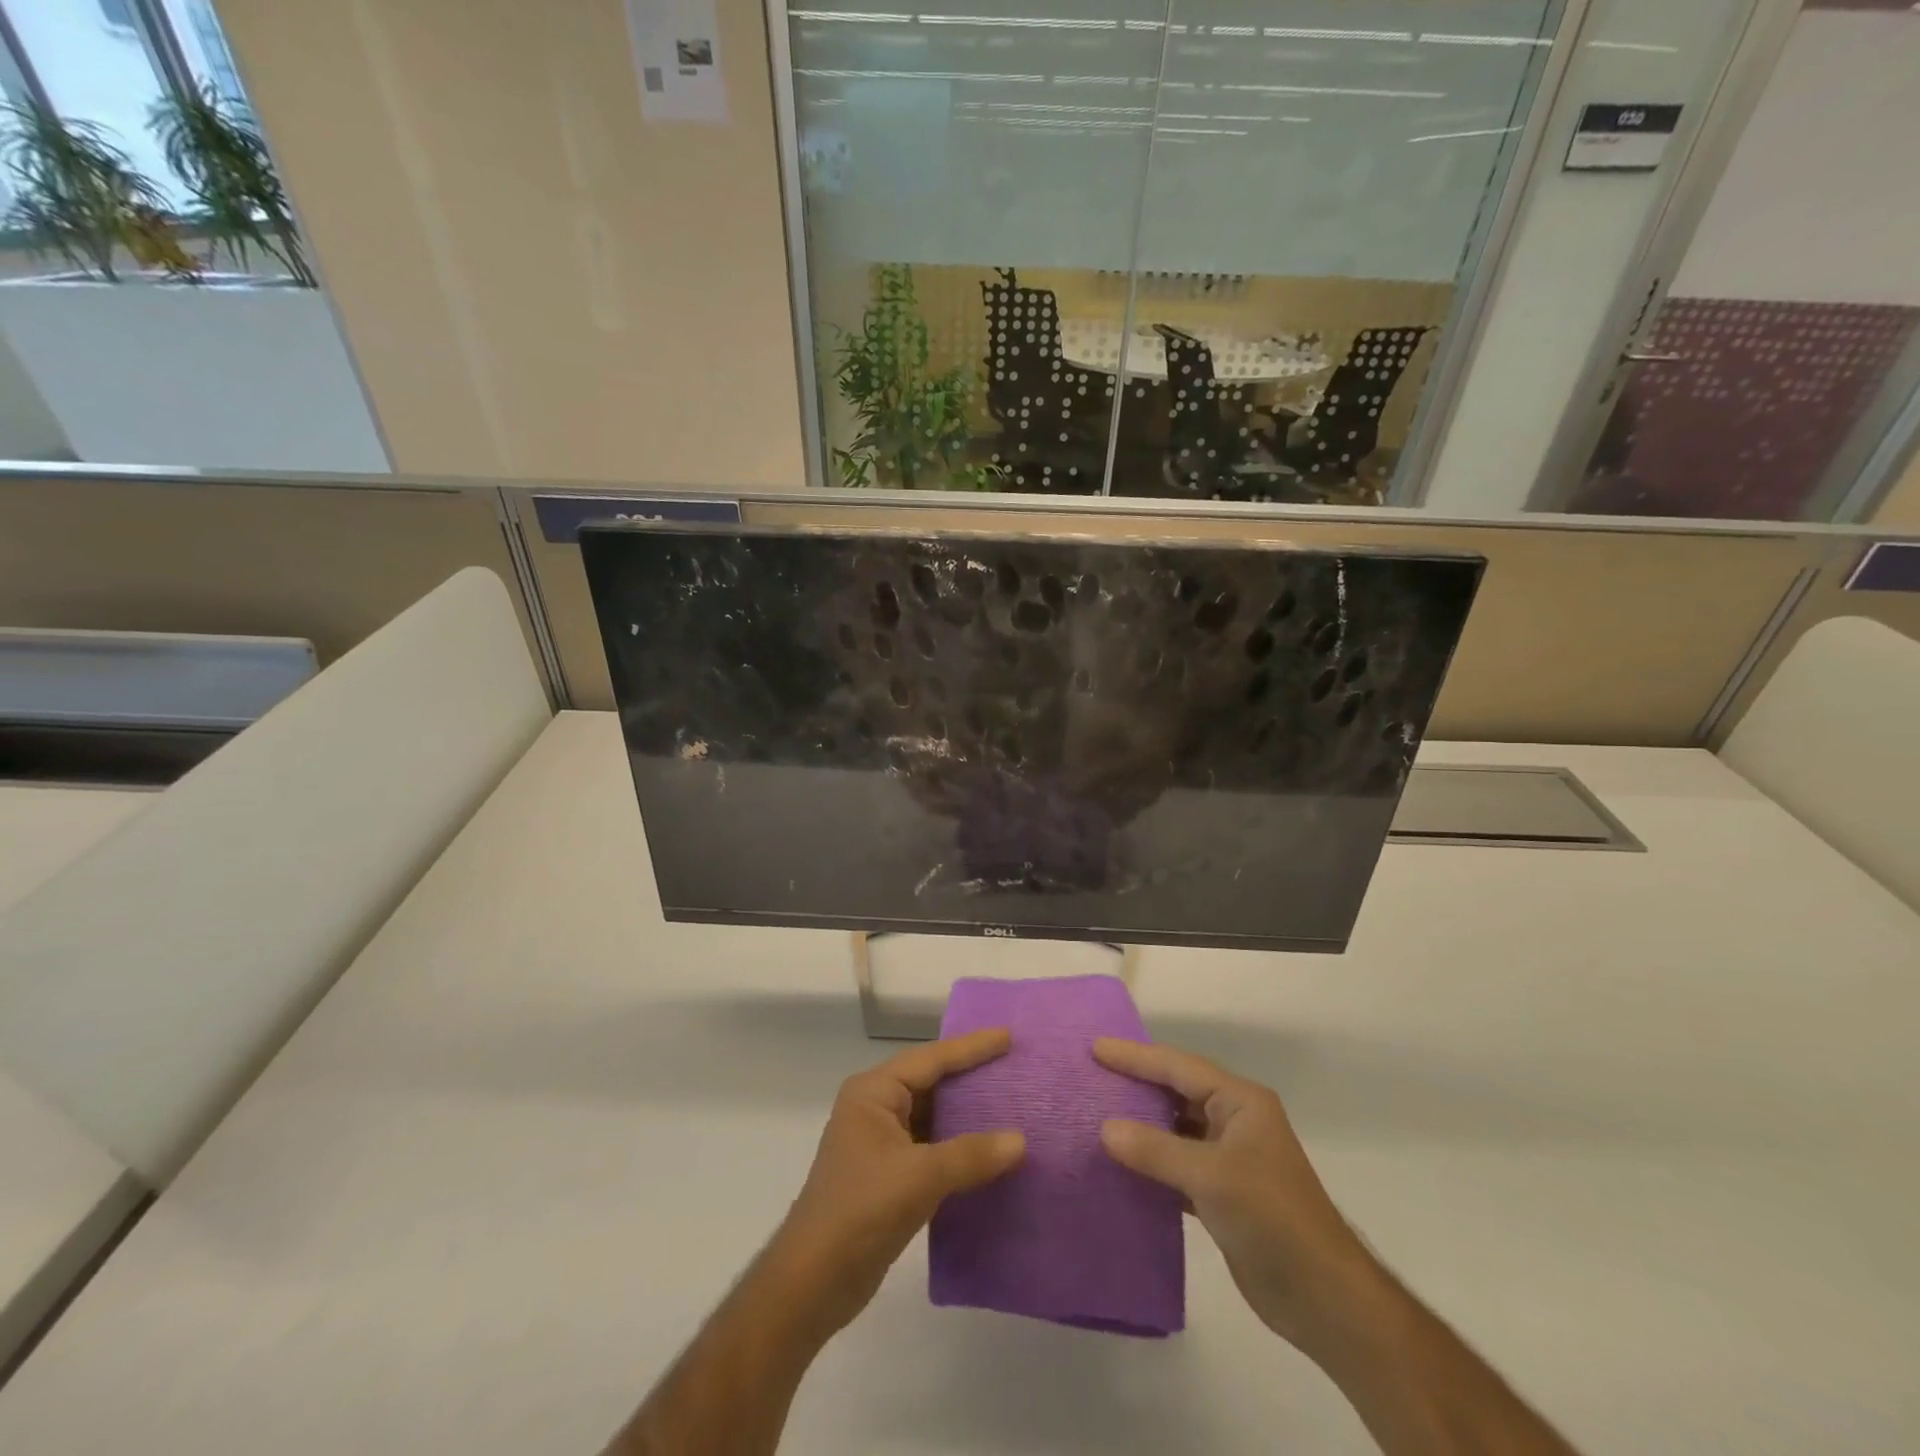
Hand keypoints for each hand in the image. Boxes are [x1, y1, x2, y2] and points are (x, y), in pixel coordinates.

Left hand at [772, 1030, 1025, 1338]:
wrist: (811, 1283)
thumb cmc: (859, 1212)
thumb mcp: (918, 1178)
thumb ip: (970, 1155)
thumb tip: (1020, 1140)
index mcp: (873, 1093)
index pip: (930, 1059)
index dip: (971, 1047)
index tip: (1008, 1036)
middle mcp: (876, 1108)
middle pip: (932, 1082)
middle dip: (971, 1076)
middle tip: (1014, 1065)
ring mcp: (881, 1143)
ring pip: (934, 1116)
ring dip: (968, 1114)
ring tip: (1012, 1103)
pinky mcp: (889, 1175)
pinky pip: (933, 1147)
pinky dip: (960, 1147)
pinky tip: (991, 1152)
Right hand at [1094, 1039, 1373, 1358]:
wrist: (1324, 1298)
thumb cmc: (1272, 1218)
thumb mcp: (1211, 1176)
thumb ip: (1156, 1150)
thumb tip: (1105, 1128)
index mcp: (1241, 1102)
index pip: (1179, 1067)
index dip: (1136, 1057)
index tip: (1095, 1048)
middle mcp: (1235, 1121)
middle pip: (1176, 1093)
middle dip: (1136, 1084)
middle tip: (1091, 1076)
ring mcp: (1230, 1158)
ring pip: (1175, 1129)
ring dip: (1141, 1125)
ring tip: (1096, 1115)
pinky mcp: (1223, 1194)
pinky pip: (1177, 1164)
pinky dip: (1151, 1162)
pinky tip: (1121, 1165)